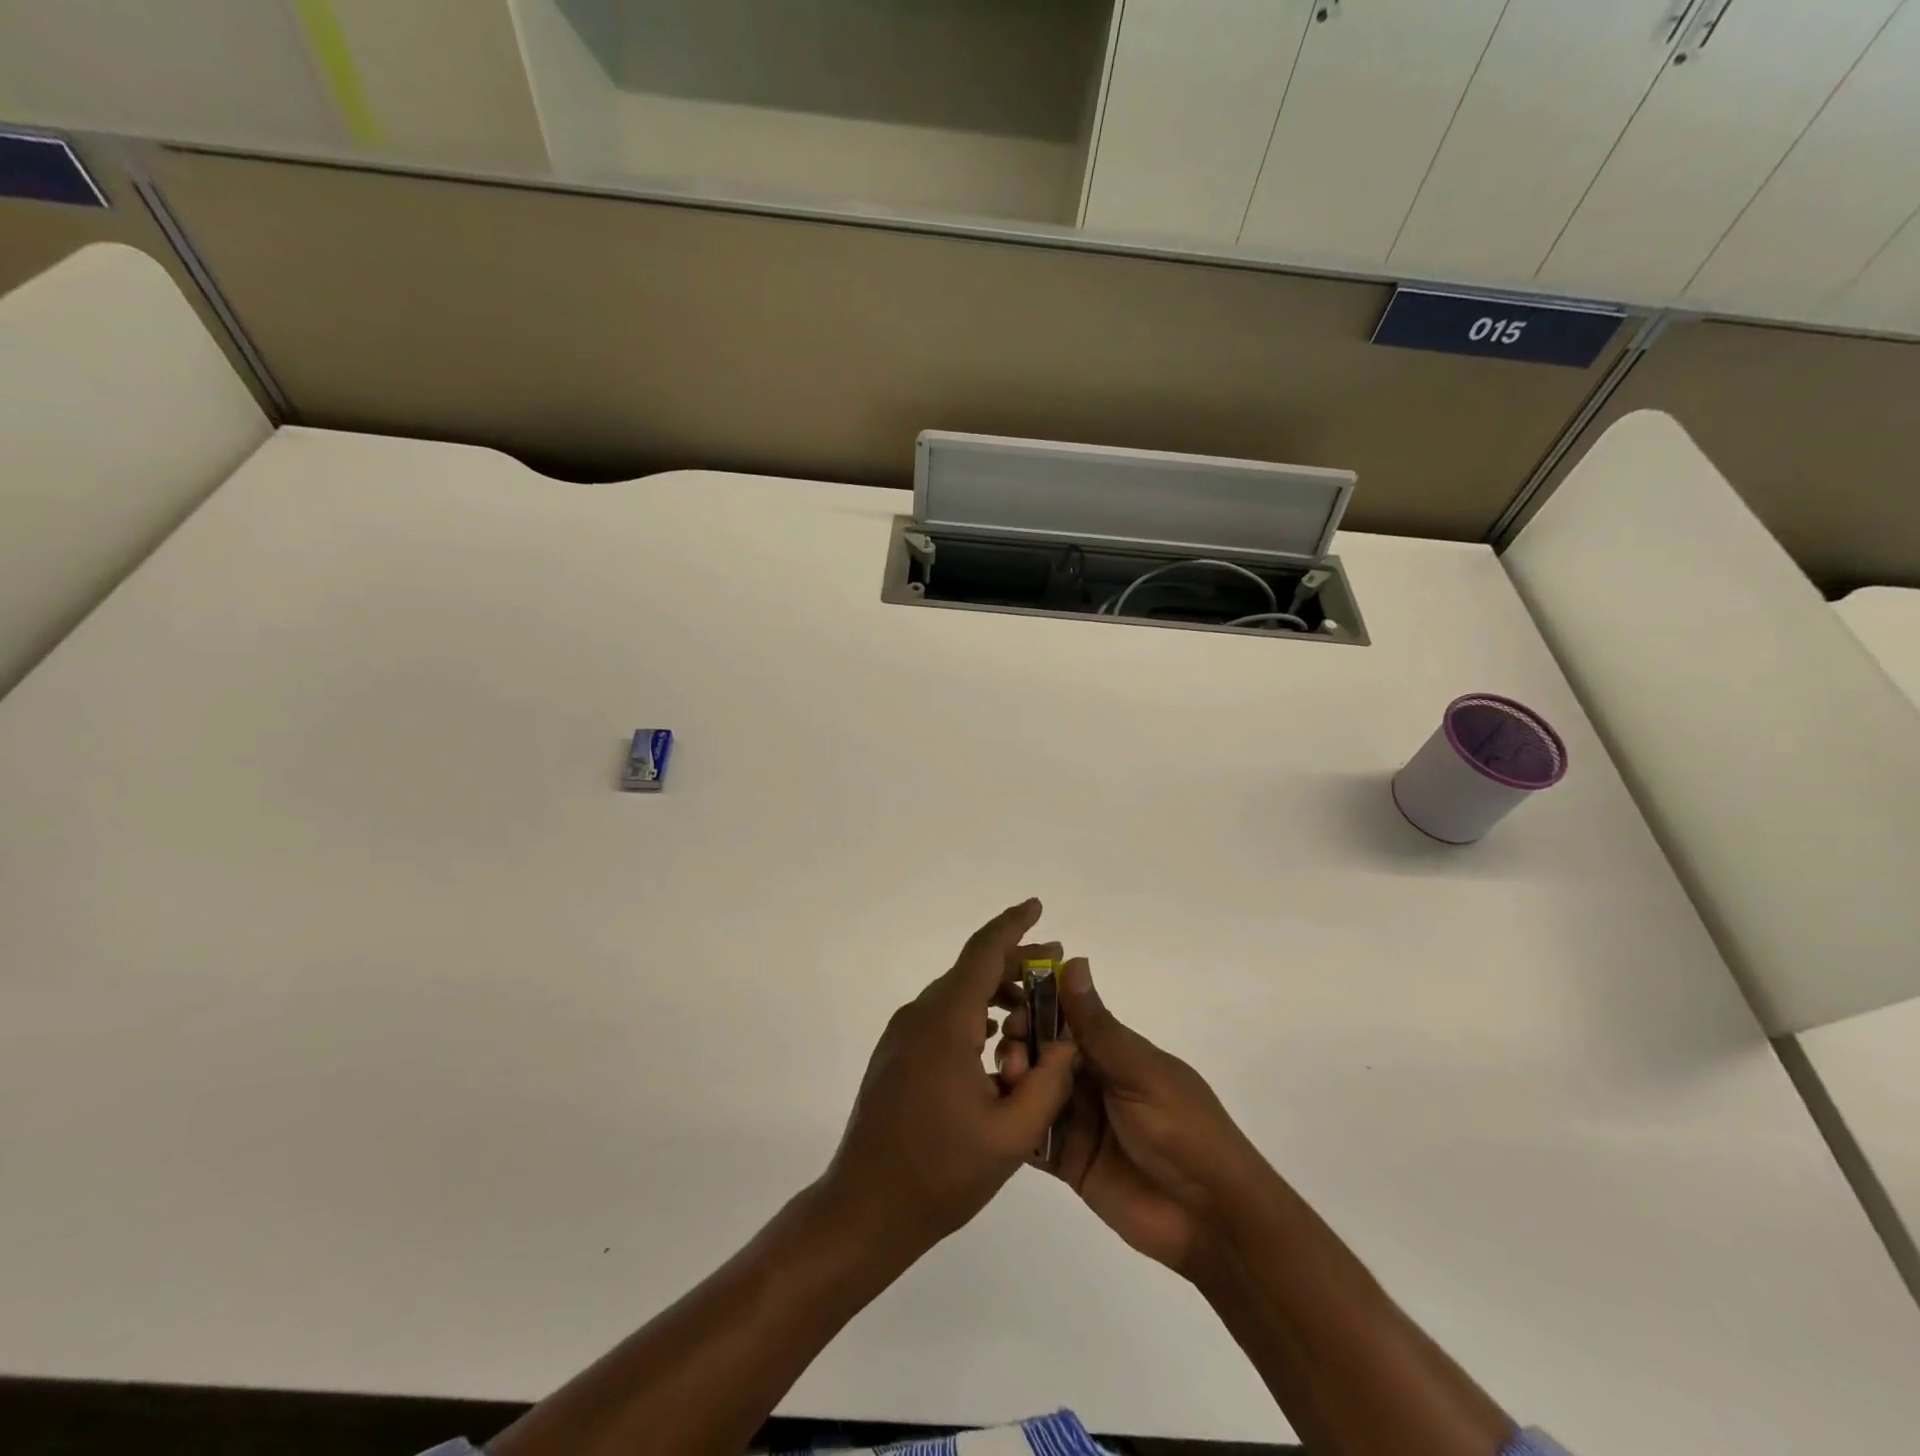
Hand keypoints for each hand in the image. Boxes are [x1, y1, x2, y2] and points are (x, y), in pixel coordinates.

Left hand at [819, 899, 1076, 1260]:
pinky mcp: (895, 1054)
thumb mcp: (1012, 1135)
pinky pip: (941, 1018)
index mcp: (945, 1023)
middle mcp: (919, 1015)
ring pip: (957, 995)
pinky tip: (997, 1047)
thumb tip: (1066, 1041)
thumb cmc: (940, 1174)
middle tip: (1055, 969)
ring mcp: (902, 1034)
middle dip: (1016, 965)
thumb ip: (1049, 1082)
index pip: (983, 953)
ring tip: (1034, 1018)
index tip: (1037, 907)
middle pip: (972, 971)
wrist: (864, 1208)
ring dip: (996, 996)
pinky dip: (974, 1017)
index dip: (1012, 925)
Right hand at [997, 957, 1269, 1278]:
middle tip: (1009, 1051)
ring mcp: (1078, 1121)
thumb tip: (1074, 961)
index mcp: (1114, 1053)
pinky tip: (995, 1116)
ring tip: (1008, 1083)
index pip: (1066, 1019)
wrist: (1211, 1219)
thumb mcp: (1141, 1073)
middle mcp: (1092, 1080)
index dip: (1037, 1008)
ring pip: (1034, 1090)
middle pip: (1044, 1053)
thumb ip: (1099, 1027)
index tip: (1011, 1006)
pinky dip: (1013, 1123)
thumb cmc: (1184, 1130)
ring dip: (1015, 1081)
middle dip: (1022, 1045)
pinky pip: (1032, 1136)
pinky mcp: (1068, 1161)